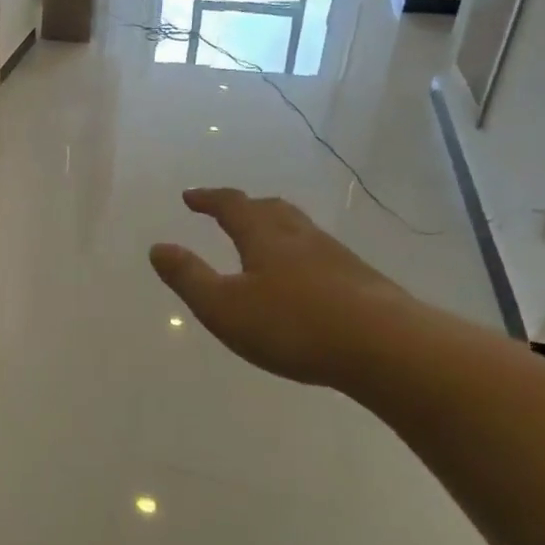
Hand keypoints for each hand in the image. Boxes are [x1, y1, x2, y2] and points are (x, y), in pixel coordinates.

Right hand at [150, 188, 413, 388]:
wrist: (386, 347)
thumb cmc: (293, 324)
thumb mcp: (223, 306)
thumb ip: (188, 277)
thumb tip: (158, 247)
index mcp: (265, 237)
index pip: (232, 206)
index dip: (209, 199)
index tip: (190, 196)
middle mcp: (301, 237)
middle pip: (271, 209)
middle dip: (245, 206)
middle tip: (228, 210)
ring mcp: (337, 257)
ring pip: (300, 230)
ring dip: (276, 226)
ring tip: (263, 240)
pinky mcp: (361, 282)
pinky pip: (320, 254)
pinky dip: (300, 254)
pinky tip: (304, 278)